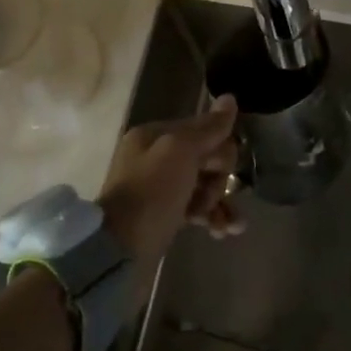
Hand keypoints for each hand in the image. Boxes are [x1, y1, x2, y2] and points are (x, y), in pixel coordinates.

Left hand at [96, 94, 243, 265]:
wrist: (119, 252)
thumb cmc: (151, 194)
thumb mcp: (181, 152)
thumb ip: (208, 128)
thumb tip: (231, 98)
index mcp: (155, 135)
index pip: (203, 129)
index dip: (219, 149)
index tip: (224, 170)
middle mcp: (156, 157)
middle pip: (206, 158)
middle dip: (219, 179)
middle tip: (212, 198)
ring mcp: (160, 188)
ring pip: (204, 185)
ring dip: (220, 201)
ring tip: (227, 224)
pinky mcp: (164, 216)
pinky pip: (196, 208)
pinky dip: (212, 217)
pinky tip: (225, 231)